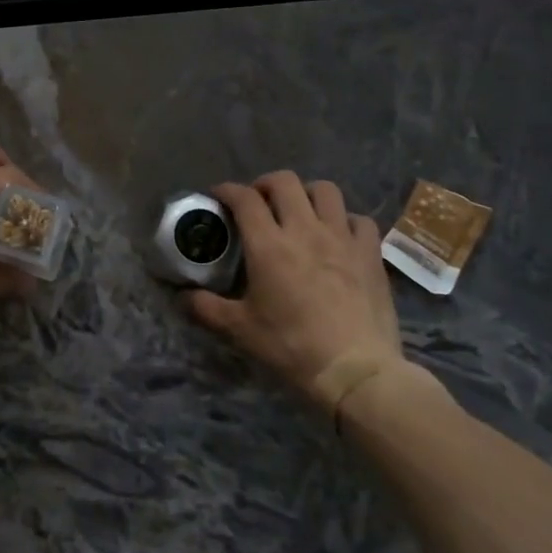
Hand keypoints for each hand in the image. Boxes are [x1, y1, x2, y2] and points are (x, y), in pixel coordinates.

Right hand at [185, 172, 428, 403]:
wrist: (355, 370)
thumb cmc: (292, 347)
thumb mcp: (241, 330)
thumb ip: (207, 309)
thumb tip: (181, 297)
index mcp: (269, 245)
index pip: (244, 198)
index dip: (228, 190)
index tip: (219, 196)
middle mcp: (305, 229)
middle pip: (284, 182)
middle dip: (265, 184)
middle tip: (258, 202)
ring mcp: (342, 237)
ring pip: (325, 190)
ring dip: (307, 193)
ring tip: (299, 211)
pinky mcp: (370, 252)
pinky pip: (359, 219)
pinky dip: (345, 220)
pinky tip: (339, 235)